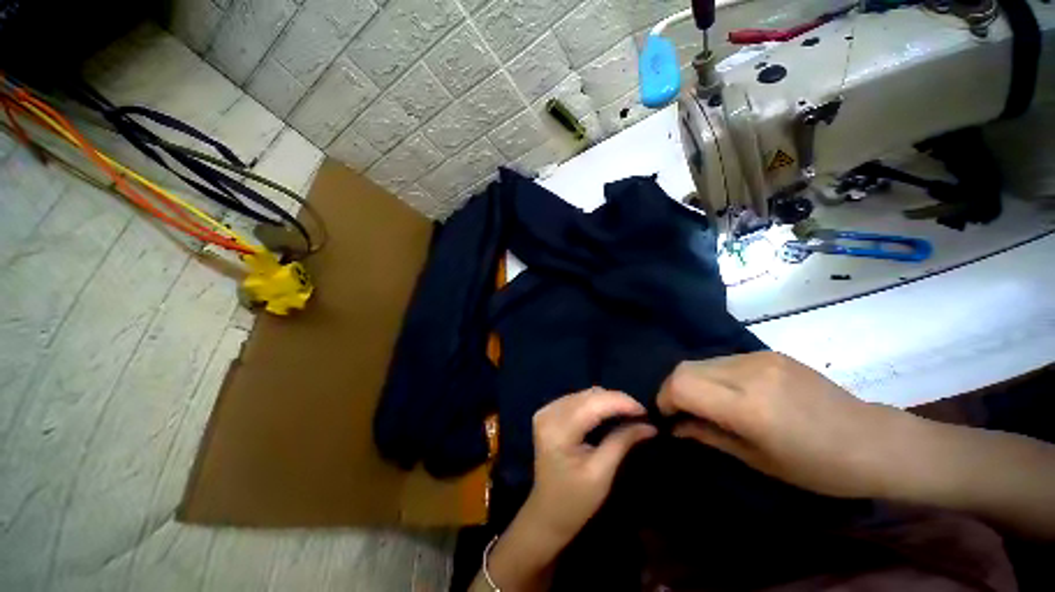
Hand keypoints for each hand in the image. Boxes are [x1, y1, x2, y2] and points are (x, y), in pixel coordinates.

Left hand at [473, 388, 655, 591]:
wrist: (547, 513)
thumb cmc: (575, 501)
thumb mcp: (602, 473)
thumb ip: (622, 442)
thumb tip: (649, 425)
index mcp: (558, 431)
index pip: (593, 404)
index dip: (621, 402)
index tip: (645, 411)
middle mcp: (548, 414)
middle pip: (588, 395)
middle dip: (616, 401)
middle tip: (639, 414)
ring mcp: (546, 411)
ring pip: (583, 394)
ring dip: (606, 401)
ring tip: (627, 414)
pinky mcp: (547, 413)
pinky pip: (576, 399)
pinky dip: (594, 403)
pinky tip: (607, 413)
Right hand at [657, 352, 919, 498]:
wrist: (874, 441)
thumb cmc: (818, 467)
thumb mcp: (757, 461)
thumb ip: (707, 436)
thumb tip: (674, 427)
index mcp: (749, 405)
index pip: (681, 384)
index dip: (665, 399)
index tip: (667, 417)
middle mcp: (749, 372)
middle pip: (685, 367)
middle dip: (673, 389)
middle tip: (681, 412)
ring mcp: (760, 357)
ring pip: (701, 361)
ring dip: (693, 382)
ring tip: (706, 404)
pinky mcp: (768, 353)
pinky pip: (723, 360)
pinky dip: (713, 376)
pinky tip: (730, 394)